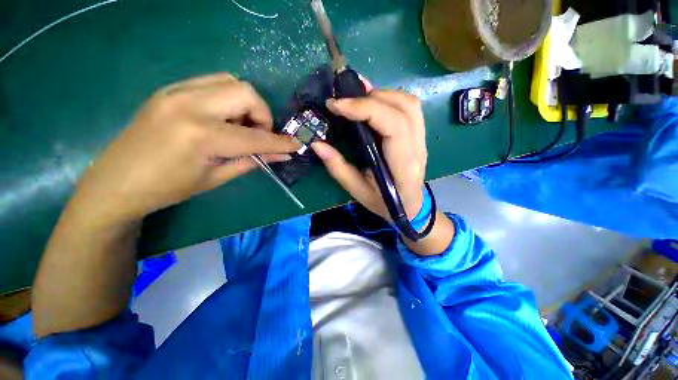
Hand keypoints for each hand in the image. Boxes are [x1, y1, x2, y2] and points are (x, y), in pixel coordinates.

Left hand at [68, 73, 298, 224]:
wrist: (116, 181)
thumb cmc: (168, 188)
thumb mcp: (217, 177)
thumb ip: (253, 161)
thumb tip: (282, 155)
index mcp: (201, 135)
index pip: (256, 136)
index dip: (280, 142)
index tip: (296, 144)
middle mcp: (190, 105)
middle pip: (246, 93)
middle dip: (262, 115)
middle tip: (258, 134)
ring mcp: (176, 92)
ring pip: (231, 81)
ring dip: (246, 103)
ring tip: (239, 126)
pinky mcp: (169, 89)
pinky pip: (212, 83)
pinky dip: (228, 98)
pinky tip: (222, 118)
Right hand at [312, 85, 426, 221]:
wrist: (410, 207)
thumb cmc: (384, 204)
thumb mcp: (358, 192)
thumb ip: (338, 168)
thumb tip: (317, 144)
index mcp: (403, 167)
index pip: (393, 126)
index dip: (365, 109)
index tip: (337, 105)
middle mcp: (417, 149)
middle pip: (402, 109)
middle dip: (370, 99)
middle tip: (344, 102)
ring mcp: (422, 140)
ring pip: (409, 103)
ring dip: (381, 95)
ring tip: (358, 101)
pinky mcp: (420, 135)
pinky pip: (410, 107)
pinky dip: (390, 99)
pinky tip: (374, 104)